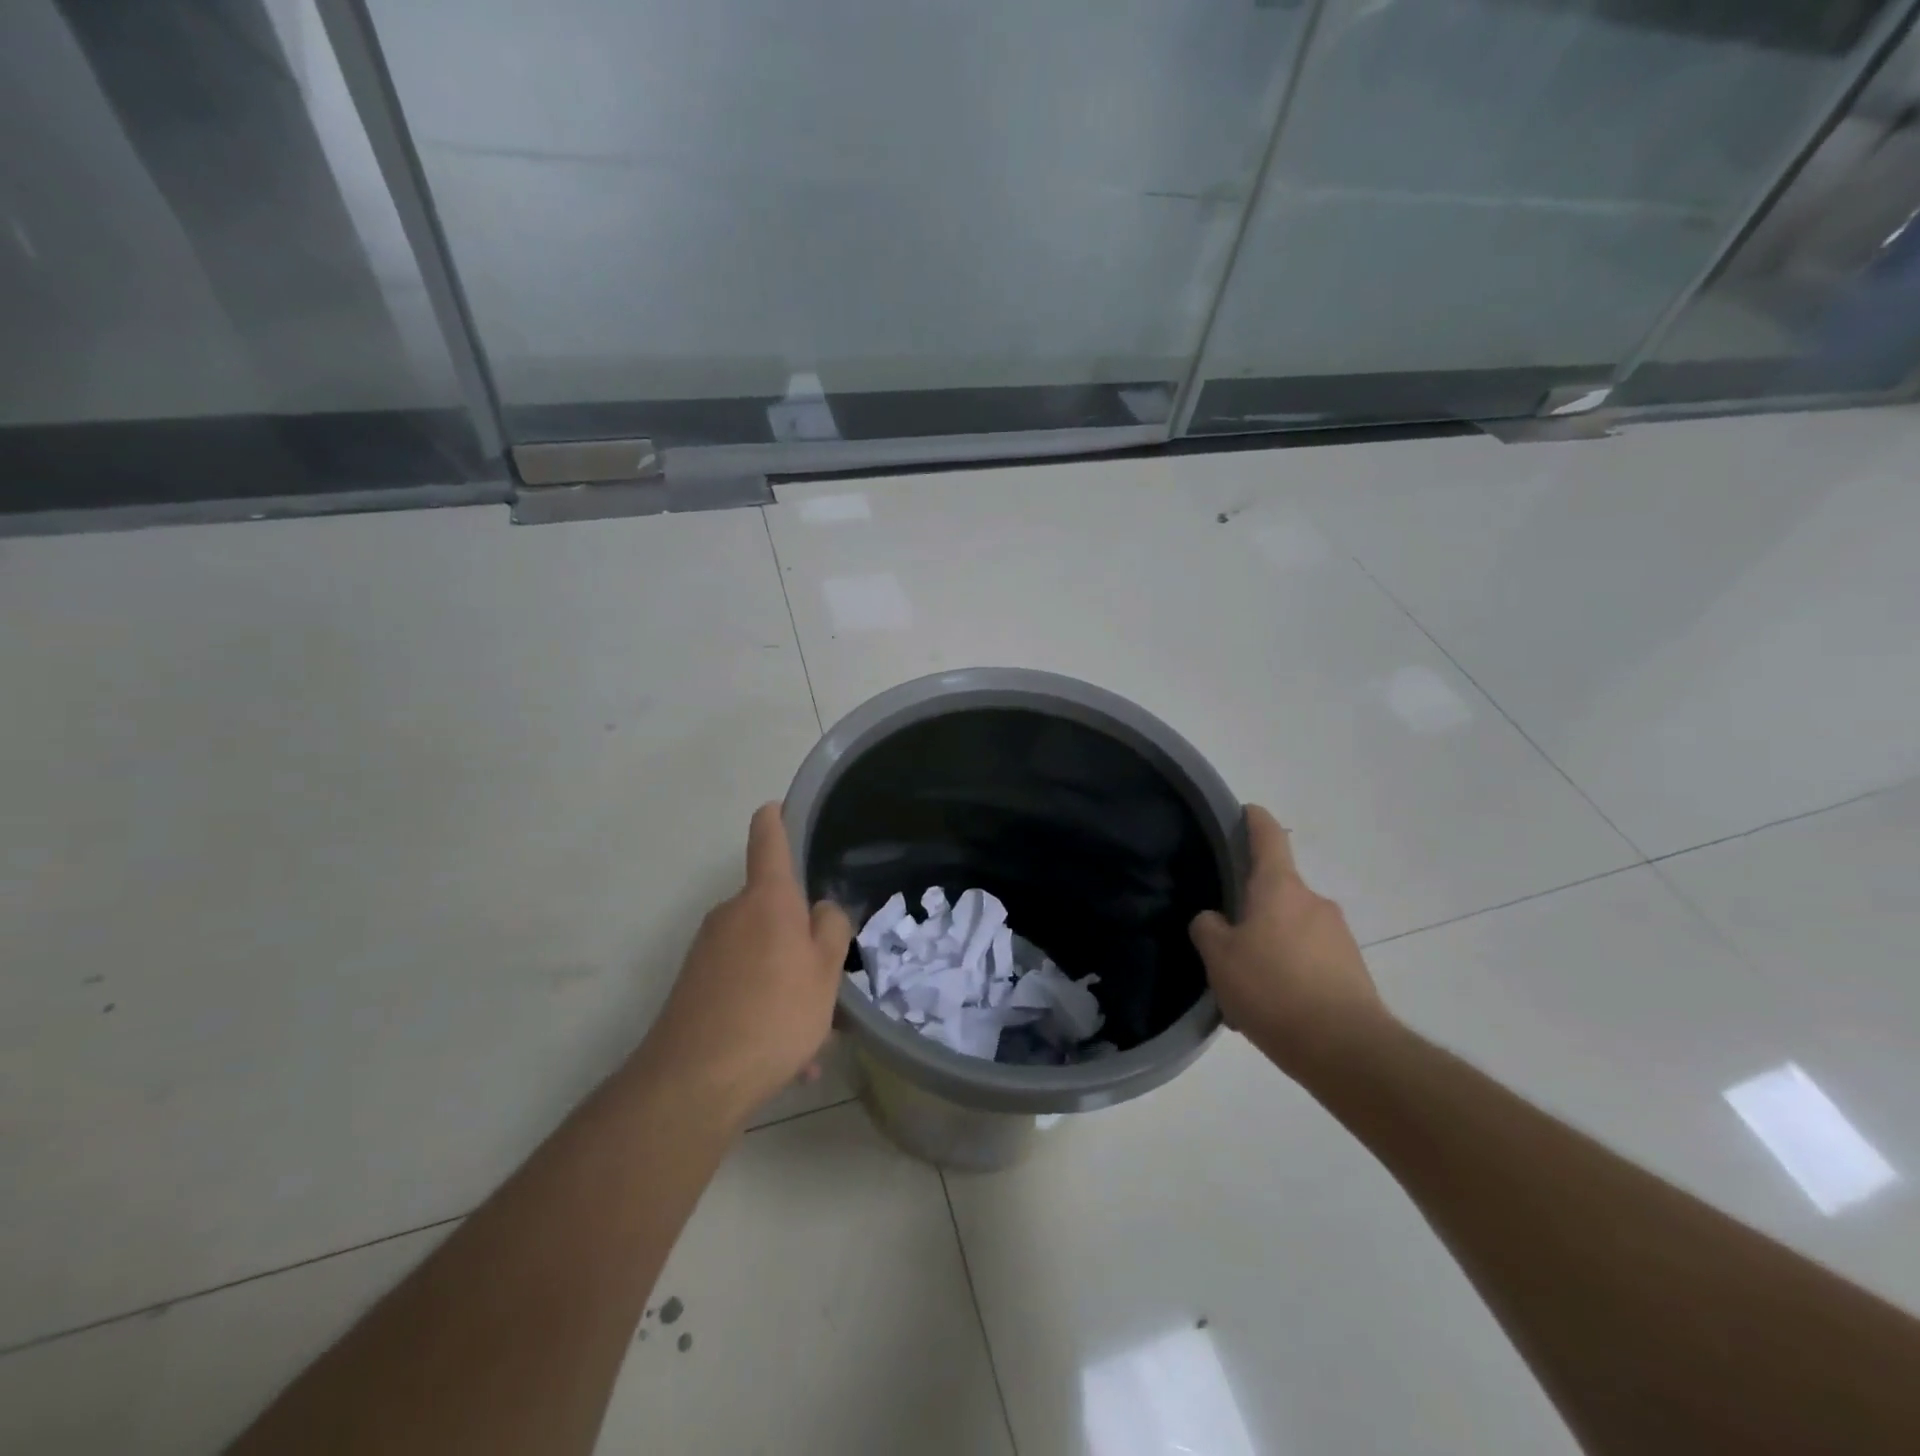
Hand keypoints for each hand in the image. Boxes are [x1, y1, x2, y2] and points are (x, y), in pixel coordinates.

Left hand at [634, 804, 852, 1121]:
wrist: (693, 1082)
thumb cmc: (774, 1014)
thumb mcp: (825, 972)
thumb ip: (831, 930)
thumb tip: (820, 910)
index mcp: (766, 900)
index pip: (768, 840)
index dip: (775, 819)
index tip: (777, 807)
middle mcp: (731, 914)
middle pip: (773, 910)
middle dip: (801, 940)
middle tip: (828, 984)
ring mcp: (707, 951)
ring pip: (762, 956)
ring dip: (787, 984)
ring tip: (811, 1041)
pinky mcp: (693, 986)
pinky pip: (742, 986)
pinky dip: (765, 1009)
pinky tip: (786, 1061)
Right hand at [1189, 805, 1389, 1076]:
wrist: (1347, 1049)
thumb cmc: (1273, 989)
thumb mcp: (1219, 958)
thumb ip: (1208, 928)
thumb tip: (1215, 920)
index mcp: (1280, 888)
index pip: (1268, 837)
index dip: (1254, 820)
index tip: (1245, 811)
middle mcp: (1314, 902)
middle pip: (1276, 891)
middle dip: (1252, 909)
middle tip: (1224, 940)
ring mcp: (1338, 936)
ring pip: (1291, 930)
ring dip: (1269, 947)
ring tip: (1245, 987)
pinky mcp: (1352, 970)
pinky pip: (1310, 960)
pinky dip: (1289, 973)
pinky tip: (1272, 1009)